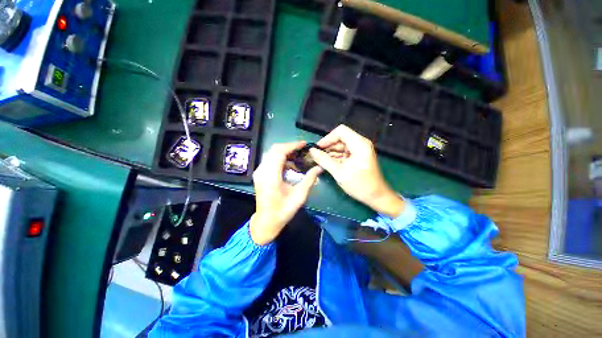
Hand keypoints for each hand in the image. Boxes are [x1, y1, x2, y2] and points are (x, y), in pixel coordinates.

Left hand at [250, 141, 322, 244]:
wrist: (266, 221)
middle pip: (274, 150)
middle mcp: (262, 171)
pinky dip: (280, 159)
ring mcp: (259, 172)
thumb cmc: (283, 210)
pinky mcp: (259, 174)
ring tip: (298, 159)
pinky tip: (289, 166)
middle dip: (289, 147)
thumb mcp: (299, 196)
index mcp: (271, 176)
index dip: (292, 145)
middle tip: (302, 150)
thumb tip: (319, 168)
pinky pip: (270, 160)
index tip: (303, 144)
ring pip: (271, 154)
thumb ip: (309, 180)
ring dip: (285, 153)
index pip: (279, 152)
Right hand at [309, 125, 404, 217]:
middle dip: (328, 147)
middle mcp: (360, 143)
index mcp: (359, 144)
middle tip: (317, 156)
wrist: (376, 196)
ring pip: (341, 146)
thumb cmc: (360, 185)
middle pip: (340, 138)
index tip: (318, 148)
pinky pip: (344, 152)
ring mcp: (359, 150)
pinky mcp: (358, 156)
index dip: (327, 138)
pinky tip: (328, 164)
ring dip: (330, 153)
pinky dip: (335, 157)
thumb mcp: (339, 173)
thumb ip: (324, 160)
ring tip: (320, 161)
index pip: (340, 131)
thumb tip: (312, 151)